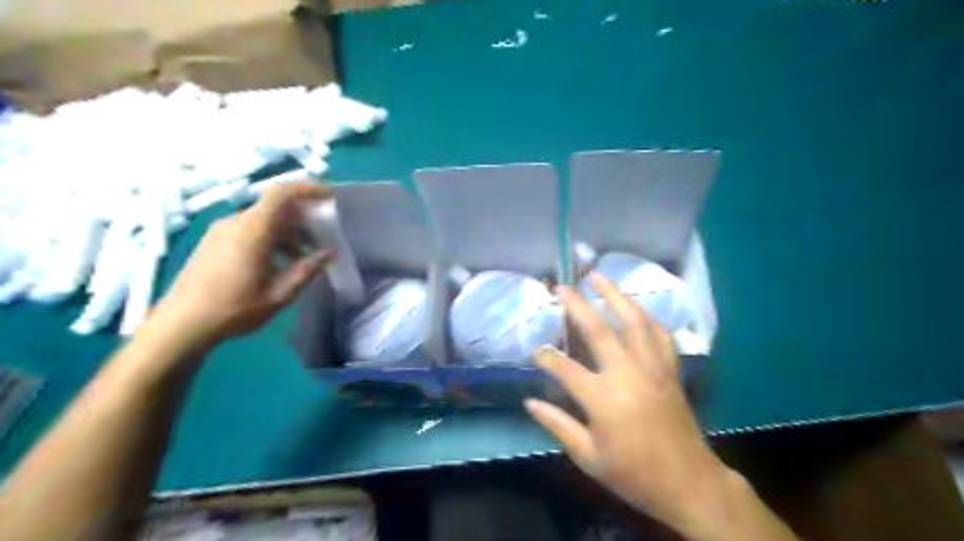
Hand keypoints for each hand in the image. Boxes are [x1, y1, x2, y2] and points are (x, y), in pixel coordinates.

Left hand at [147, 184, 333, 347]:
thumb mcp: (280, 293)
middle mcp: (235, 223)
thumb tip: (330, 252)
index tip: (330, 197)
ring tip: (304, 258)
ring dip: (288, 233)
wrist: (180, 325)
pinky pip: (250, 230)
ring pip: (264, 220)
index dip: (308, 189)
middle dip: (303, 219)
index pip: (282, 194)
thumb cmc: (234, 309)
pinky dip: (271, 239)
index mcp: (252, 230)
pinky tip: (278, 264)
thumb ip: (307, 269)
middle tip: (323, 237)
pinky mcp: (214, 242)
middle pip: (276, 207)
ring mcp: (221, 231)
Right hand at [526, 275, 731, 533]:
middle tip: (562, 287)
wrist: (689, 483)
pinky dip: (646, 317)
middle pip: (599, 329)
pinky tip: (635, 308)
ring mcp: (652, 367)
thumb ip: (557, 425)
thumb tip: (529, 402)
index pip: (564, 368)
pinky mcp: (670, 369)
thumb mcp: (588, 457)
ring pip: (633, 321)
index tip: (535, 351)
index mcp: (603, 397)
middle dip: (577, 305)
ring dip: (614, 295)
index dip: (546, 357)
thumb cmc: (634, 473)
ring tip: (598, 276)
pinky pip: (659, 334)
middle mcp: (627, 373)